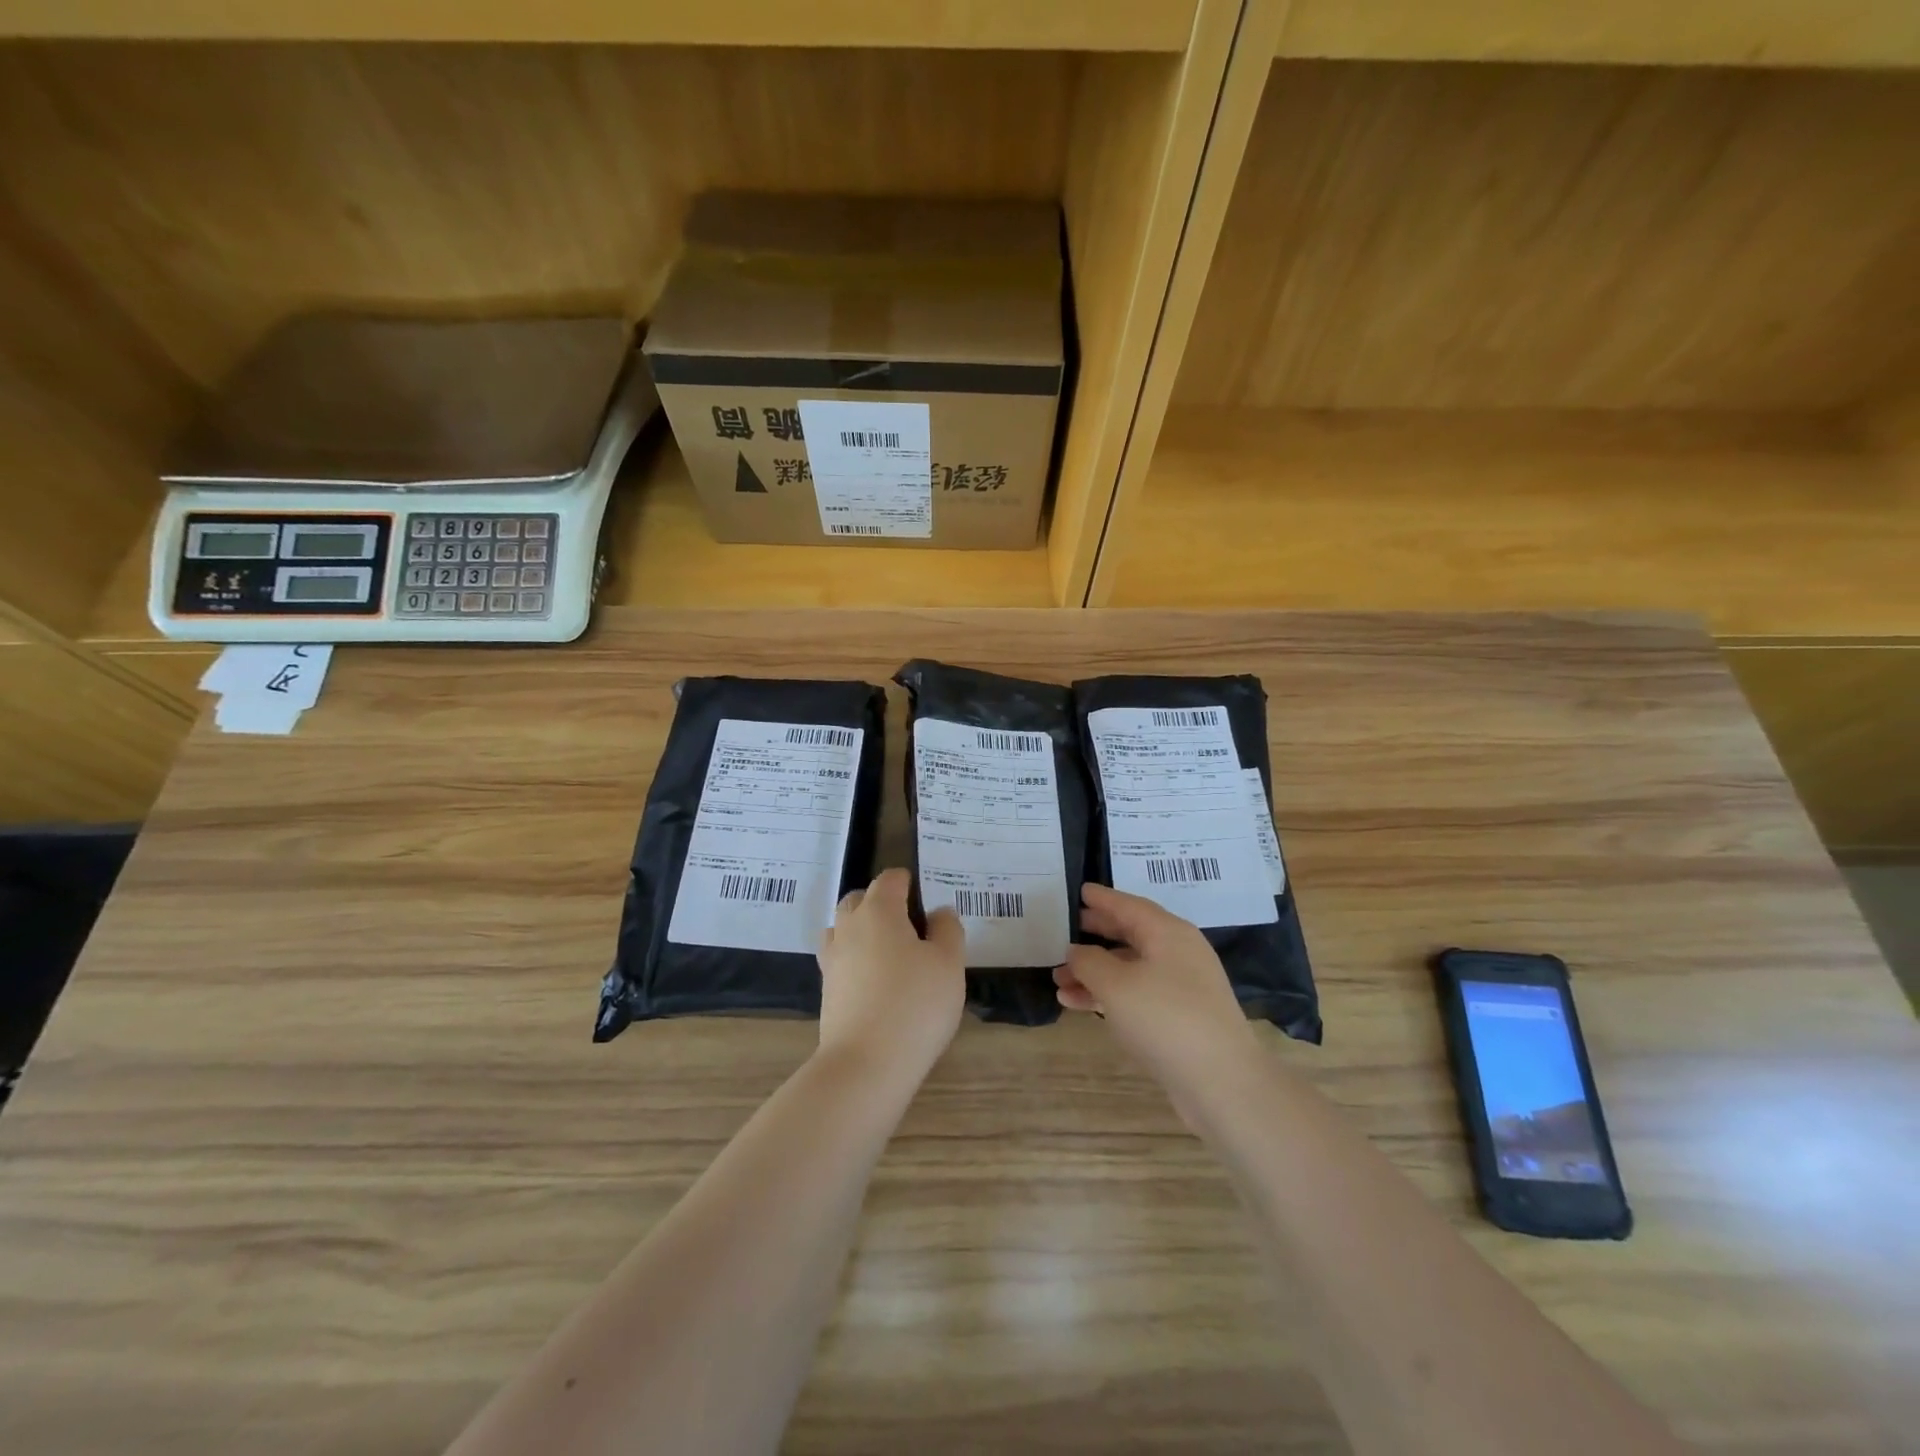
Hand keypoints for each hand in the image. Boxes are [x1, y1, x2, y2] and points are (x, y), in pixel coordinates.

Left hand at [817, 868, 966, 1086]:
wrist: (865, 1065)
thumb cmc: (915, 1005)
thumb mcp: (949, 964)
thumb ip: (948, 930)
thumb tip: (938, 912)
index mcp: (878, 911)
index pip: (889, 880)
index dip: (908, 882)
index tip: (927, 898)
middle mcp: (848, 927)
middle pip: (859, 900)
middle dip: (882, 903)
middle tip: (911, 926)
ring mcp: (832, 960)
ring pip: (844, 929)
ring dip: (864, 932)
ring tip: (892, 954)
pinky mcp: (826, 991)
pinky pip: (841, 960)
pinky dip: (856, 961)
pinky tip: (877, 983)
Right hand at [1054, 883, 1262, 1102]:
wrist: (1221, 1082)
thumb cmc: (1165, 1018)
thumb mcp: (1116, 985)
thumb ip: (1089, 961)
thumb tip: (1077, 951)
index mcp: (1168, 933)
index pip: (1129, 905)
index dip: (1102, 898)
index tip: (1079, 890)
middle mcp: (1178, 953)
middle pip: (1130, 934)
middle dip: (1095, 935)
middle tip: (1066, 930)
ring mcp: (1181, 986)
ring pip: (1129, 968)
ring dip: (1094, 972)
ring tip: (1059, 980)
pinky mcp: (1180, 1017)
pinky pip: (1136, 994)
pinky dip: (1108, 995)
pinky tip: (1078, 1005)